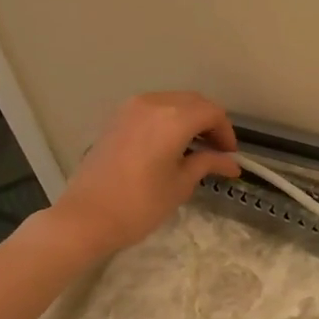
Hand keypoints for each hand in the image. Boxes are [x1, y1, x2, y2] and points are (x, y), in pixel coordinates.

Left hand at [50, 91, 240, 254]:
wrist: (87, 217)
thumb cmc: (141, 204)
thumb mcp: (180, 184)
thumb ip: (207, 164)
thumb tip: (231, 163)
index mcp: (173, 118)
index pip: (212, 113)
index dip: (226, 132)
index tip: (230, 155)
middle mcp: (153, 103)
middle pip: (193, 102)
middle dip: (209, 122)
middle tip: (217, 150)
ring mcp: (130, 108)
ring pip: (171, 102)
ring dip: (188, 118)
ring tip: (195, 148)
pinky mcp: (116, 119)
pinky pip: (152, 109)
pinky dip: (168, 120)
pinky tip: (170, 144)